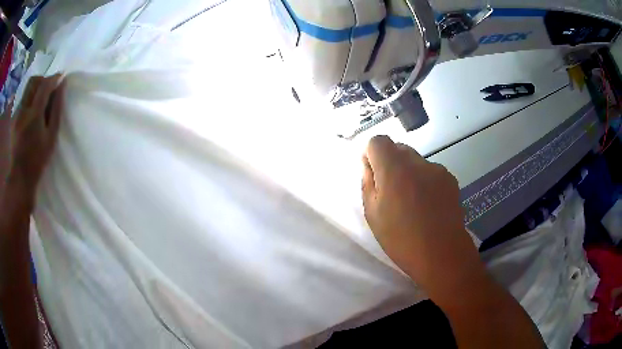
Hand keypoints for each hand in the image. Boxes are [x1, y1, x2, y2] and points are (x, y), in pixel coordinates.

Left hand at [5, 74, 64, 201]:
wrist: (19, 178)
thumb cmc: (37, 160)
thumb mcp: (51, 137)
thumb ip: (56, 109)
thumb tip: (61, 85)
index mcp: (34, 115)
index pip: (45, 85)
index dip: (54, 78)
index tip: (61, 77)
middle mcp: (23, 109)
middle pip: (34, 81)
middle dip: (43, 80)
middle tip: (49, 88)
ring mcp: (17, 113)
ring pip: (27, 87)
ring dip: (35, 87)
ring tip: (39, 99)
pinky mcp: (13, 118)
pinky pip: (23, 98)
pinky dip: (29, 97)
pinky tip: (31, 110)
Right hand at [362, 135, 484, 296]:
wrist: (442, 254)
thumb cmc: (401, 239)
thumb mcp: (372, 214)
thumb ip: (368, 182)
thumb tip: (369, 164)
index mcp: (394, 168)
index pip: (378, 141)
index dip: (372, 154)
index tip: (373, 174)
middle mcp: (417, 161)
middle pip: (398, 148)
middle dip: (390, 164)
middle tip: (391, 192)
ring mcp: (437, 169)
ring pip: (415, 161)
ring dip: (409, 173)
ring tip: (413, 203)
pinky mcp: (450, 179)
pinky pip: (430, 172)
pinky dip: (425, 181)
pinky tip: (429, 205)